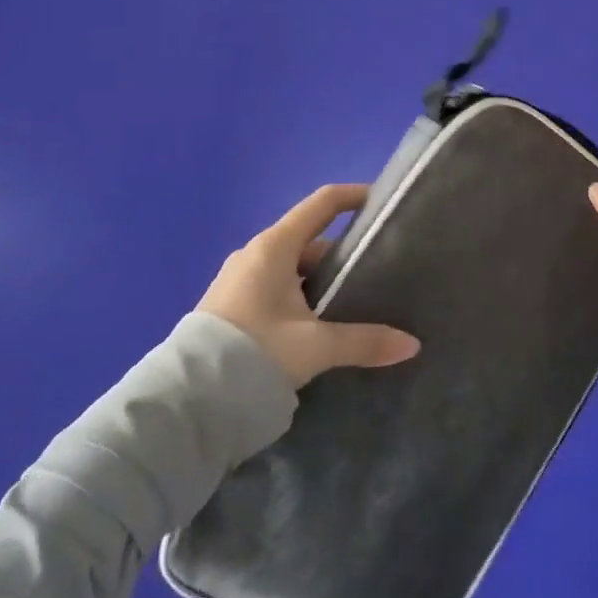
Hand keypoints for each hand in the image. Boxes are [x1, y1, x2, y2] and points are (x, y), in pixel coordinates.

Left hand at [198, 184, 420, 388]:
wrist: (185, 401)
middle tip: (377, 272)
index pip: (322, 204)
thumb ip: (364, 341)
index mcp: (274, 247)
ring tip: (354, 302)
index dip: (353, 197)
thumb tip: (412, 345)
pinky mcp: (231, 307)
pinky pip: (276, 288)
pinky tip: (318, 325)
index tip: (381, 202)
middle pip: (311, 241)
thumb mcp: (315, 346)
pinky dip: (301, 297)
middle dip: (343, 254)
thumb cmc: (253, 353)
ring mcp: (239, 280)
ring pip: (293, 268)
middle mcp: (255, 254)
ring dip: (321, 280)